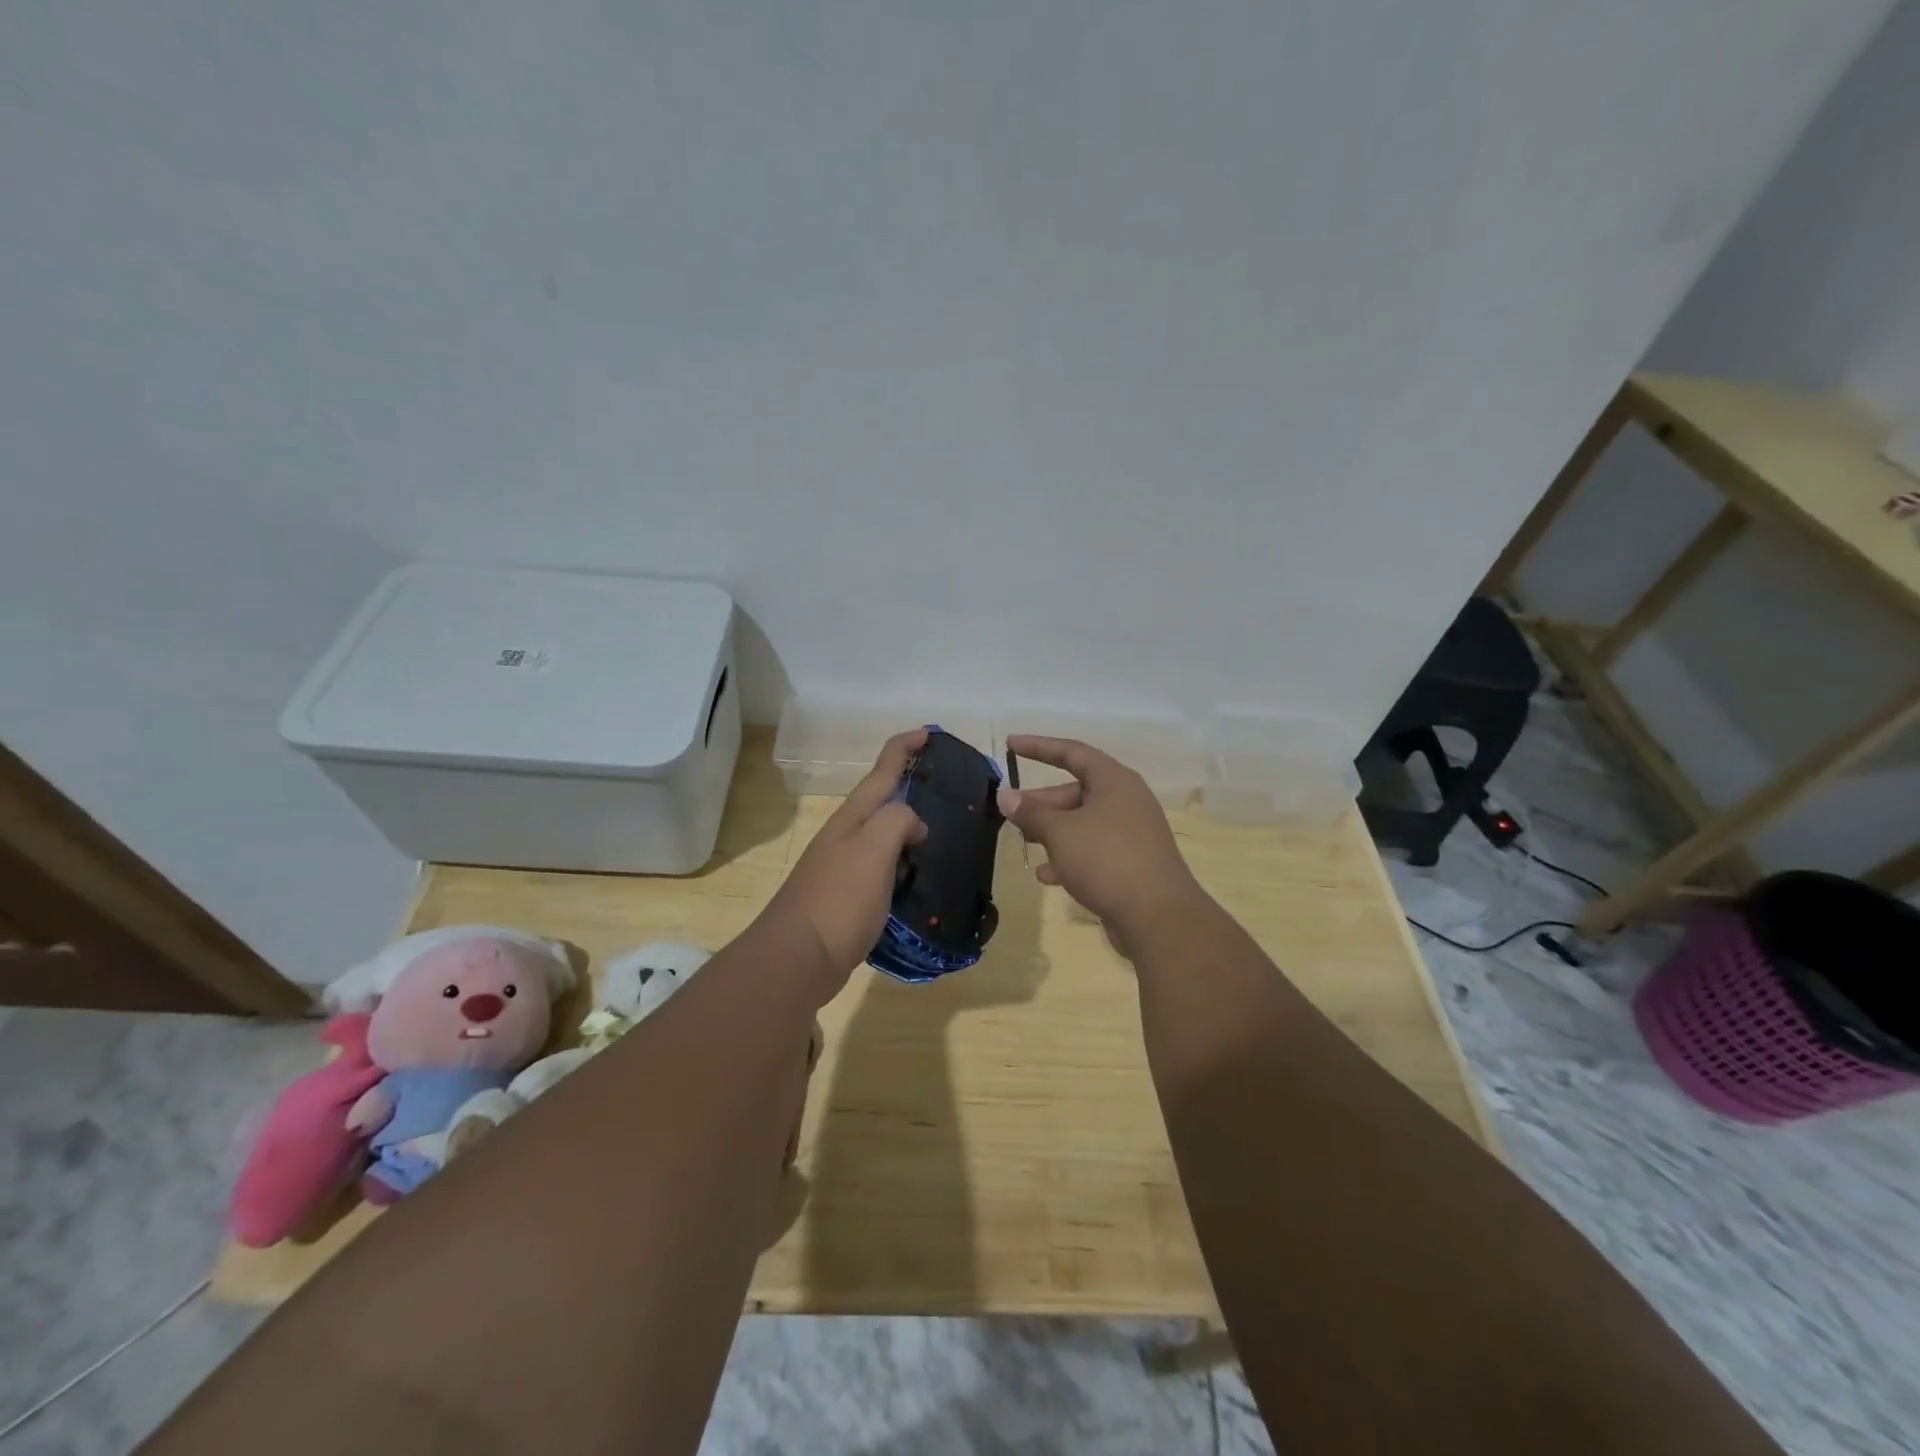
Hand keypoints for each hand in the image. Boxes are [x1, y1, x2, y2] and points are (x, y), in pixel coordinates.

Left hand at [759, 728, 928, 998]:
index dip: (904, 747)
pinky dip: (902, 863)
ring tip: (938, 833)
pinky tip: (916, 878)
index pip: (882, 771)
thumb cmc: (839, 899)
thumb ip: (898, 821)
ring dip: (906, 827)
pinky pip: (881, 867)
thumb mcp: (874, 850)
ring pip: (881, 835)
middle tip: (942, 787)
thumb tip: (914, 825)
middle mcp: (845, 836)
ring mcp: (842, 866)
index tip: (928, 732)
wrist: (797, 958)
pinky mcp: (846, 897)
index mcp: (852, 818)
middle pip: (880, 801)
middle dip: (907, 787)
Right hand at [998, 735, 1207, 949]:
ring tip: (1025, 843)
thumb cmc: (1106, 859)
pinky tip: (1048, 876)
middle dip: (1041, 802)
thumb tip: (1006, 796)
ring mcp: (1131, 833)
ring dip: (1052, 831)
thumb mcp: (1061, 832)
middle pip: (1076, 791)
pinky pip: (1093, 850)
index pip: (1072, 752)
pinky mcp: (1132, 863)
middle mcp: (1126, 801)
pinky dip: (1070, 857)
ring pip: (1083, 822)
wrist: (1158, 916)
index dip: (1039, 747)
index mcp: (1114, 781)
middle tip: (1011, 813)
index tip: (1010, 745)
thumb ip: (1031, 812)